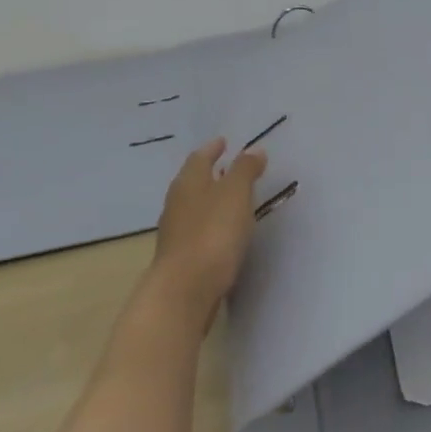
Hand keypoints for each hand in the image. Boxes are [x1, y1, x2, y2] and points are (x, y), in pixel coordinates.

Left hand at [136, 138, 267, 335]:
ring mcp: (176, 232)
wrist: (186, 290)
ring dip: (211, 199)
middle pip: (193, 181)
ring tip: (232, 198)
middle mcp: (177, 203)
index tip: (224, 142)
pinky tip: (225, 230)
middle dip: (211, 172)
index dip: (213, 148)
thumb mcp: (236, 194)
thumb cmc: (213, 233)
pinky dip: (211, 222)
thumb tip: (254, 150)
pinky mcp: (182, 257)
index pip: (199, 158)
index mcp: (188, 183)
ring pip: (194, 206)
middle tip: (230, 166)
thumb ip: (245, 170)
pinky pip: (198, 229)